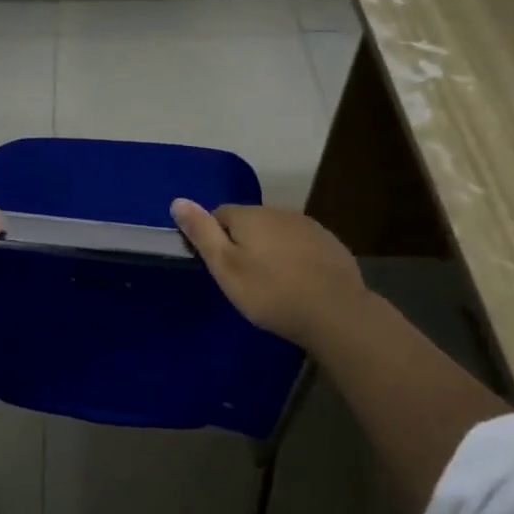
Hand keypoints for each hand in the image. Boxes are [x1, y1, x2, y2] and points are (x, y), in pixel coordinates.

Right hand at [170, 200, 366, 351]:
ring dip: (270, 249)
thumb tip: (177, 200)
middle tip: (244, 278)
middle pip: (250, 222)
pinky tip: (299, 283)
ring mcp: (309, 226)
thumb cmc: (270, 292)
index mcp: (249, 216)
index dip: (214, 239)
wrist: (336, 313)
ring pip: (277, 232)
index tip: (220, 266)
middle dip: (243, 242)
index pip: (219, 215)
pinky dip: (295, 258)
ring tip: (272, 282)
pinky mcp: (330, 244)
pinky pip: (301, 245)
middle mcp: (278, 212)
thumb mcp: (226, 267)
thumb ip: (202, 232)